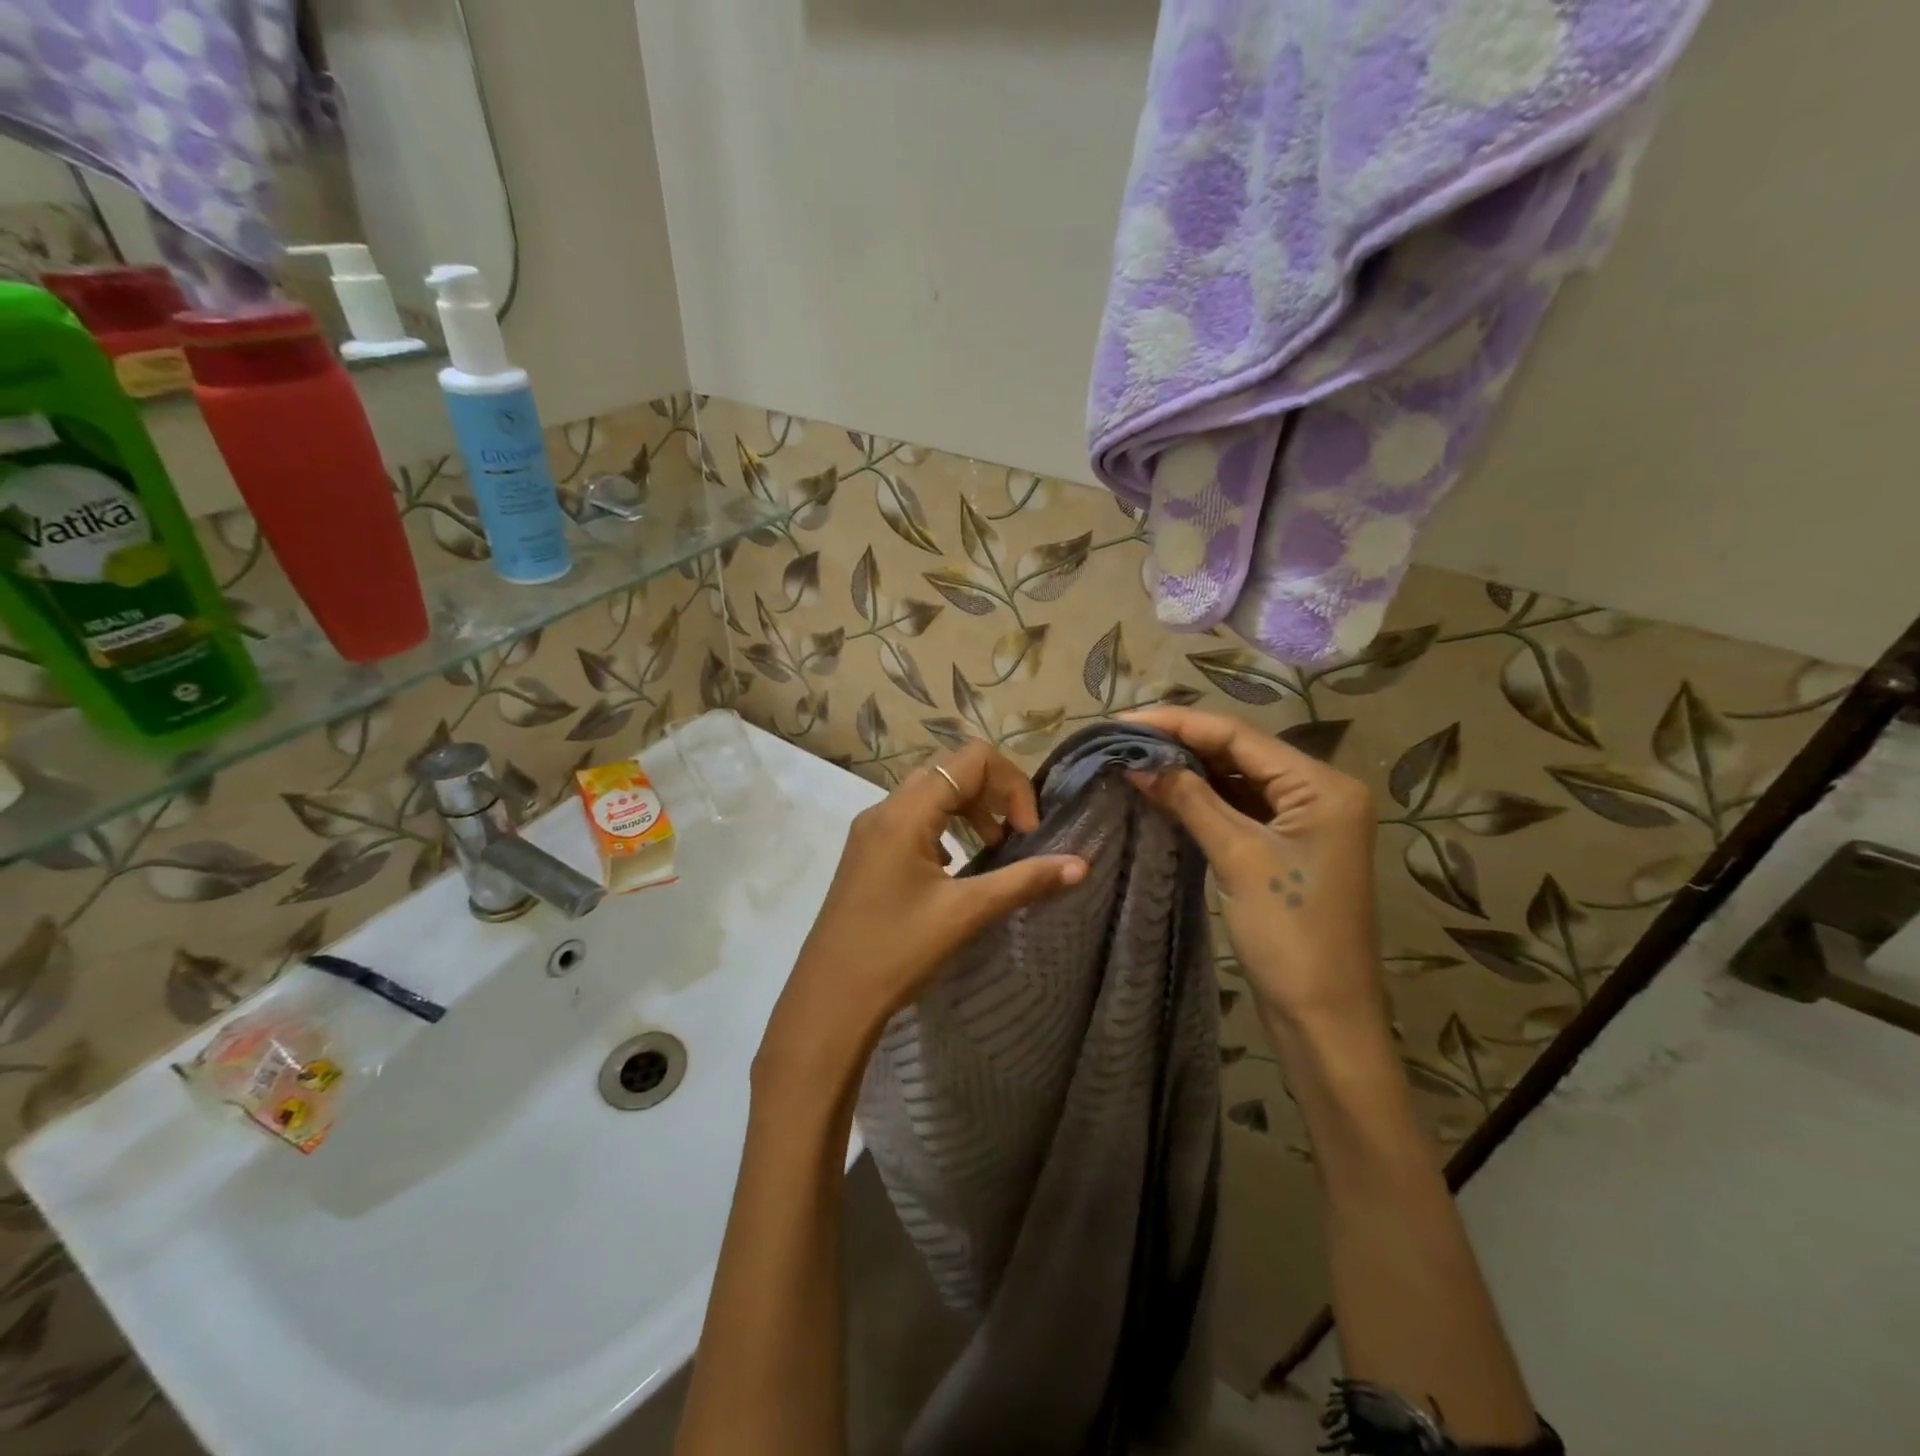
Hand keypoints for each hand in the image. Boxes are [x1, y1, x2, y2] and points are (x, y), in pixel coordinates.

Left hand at [759, 741, 1087, 1089]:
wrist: (830, 998)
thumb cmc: (897, 951)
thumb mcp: (965, 913)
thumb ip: (1024, 880)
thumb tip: (1081, 864)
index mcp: (905, 812)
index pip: (971, 760)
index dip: (1011, 785)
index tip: (1026, 833)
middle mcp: (884, 809)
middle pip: (950, 771)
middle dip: (992, 795)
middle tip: (1013, 838)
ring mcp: (870, 830)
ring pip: (930, 794)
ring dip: (968, 811)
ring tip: (990, 850)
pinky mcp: (866, 852)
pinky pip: (912, 819)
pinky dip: (944, 828)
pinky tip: (955, 869)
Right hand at [1123, 706, 1383, 1037]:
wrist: (1325, 1018)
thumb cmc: (1290, 935)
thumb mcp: (1237, 858)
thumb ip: (1189, 800)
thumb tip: (1136, 762)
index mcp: (1323, 786)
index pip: (1240, 736)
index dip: (1178, 725)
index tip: (1122, 722)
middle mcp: (1320, 792)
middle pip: (1240, 752)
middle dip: (1181, 744)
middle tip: (1122, 740)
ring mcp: (1305, 821)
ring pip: (1238, 779)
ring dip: (1189, 771)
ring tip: (1134, 760)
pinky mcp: (1287, 846)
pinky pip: (1240, 808)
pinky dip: (1203, 800)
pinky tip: (1165, 792)